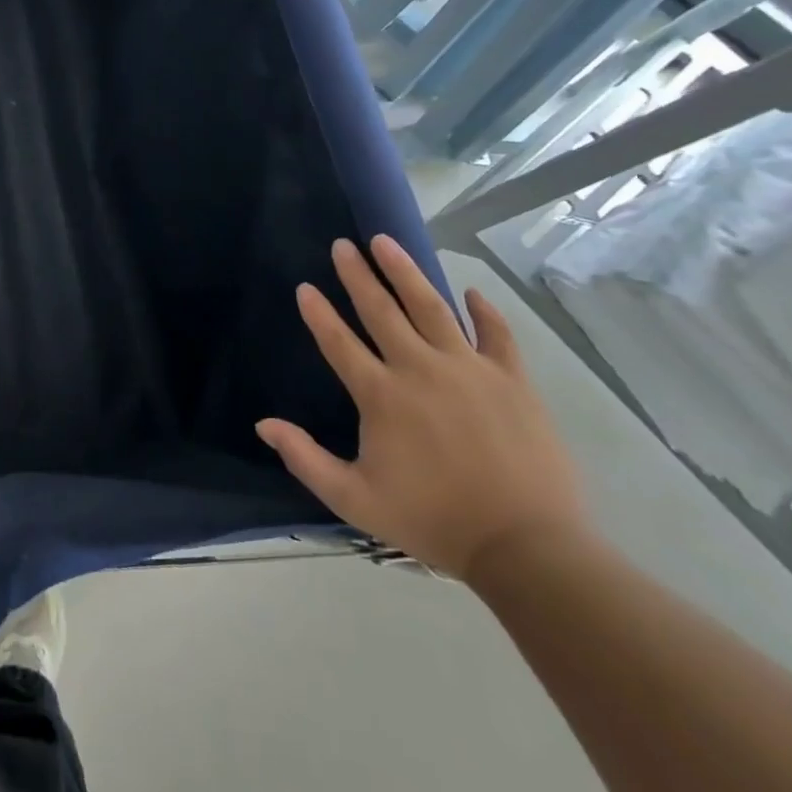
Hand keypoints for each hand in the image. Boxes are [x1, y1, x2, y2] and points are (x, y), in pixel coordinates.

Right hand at [256, 236, 584, 582]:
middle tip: (343, 245)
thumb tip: (263, 424)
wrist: (528, 549)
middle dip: (358, 274)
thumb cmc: (434, 521)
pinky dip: (484, 312)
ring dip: (406, 272)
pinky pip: (497, 335)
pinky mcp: (512, 381)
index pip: (339, 341)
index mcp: (381, 396)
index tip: (305, 287)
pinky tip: (471, 292)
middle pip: (381, 311)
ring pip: (432, 308)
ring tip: (387, 242)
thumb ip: (305, 459)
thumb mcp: (355, 500)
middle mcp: (420, 370)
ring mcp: (470, 371)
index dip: (318, 313)